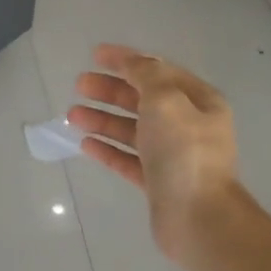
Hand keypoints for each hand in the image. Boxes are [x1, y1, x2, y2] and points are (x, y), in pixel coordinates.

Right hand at [67, 44, 240, 262]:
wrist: (197, 216)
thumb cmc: (183, 152)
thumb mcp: (166, 100)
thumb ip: (147, 76)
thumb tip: (134, 64)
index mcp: (198, 101)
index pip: (159, 71)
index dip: (127, 60)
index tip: (95, 54)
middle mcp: (188, 126)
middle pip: (143, 100)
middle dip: (111, 90)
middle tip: (79, 85)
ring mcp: (173, 156)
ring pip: (132, 130)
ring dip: (103, 120)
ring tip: (72, 115)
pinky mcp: (157, 183)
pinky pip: (129, 160)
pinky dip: (108, 149)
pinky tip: (85, 144)